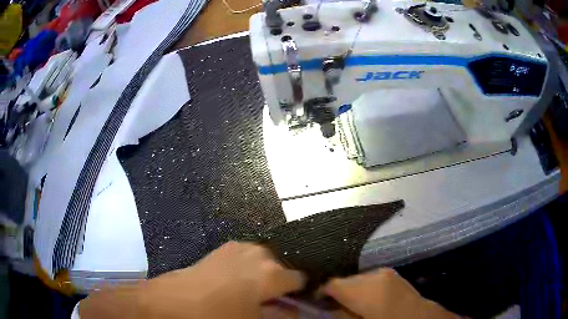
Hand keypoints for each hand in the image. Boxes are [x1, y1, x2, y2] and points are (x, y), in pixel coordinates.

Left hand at [80, 242, 305, 318]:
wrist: (174, 300)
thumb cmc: (217, 316)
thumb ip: (282, 315)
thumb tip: (297, 311)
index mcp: (271, 272)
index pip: (301, 279)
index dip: (303, 292)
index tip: (300, 301)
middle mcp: (259, 253)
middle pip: (284, 268)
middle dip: (283, 283)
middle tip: (274, 300)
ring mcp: (240, 247)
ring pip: (267, 260)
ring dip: (267, 275)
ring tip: (256, 292)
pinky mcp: (225, 247)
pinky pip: (249, 257)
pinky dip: (252, 268)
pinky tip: (239, 282)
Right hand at [324, 268, 458, 318]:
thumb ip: (339, 314)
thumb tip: (325, 307)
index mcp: (365, 288)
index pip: (331, 284)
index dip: (319, 293)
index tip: (315, 303)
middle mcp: (375, 274)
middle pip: (344, 281)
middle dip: (337, 293)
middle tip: (333, 307)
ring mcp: (386, 273)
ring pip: (357, 279)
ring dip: (351, 291)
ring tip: (351, 306)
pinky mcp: (392, 276)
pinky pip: (370, 280)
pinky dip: (363, 289)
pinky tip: (366, 301)